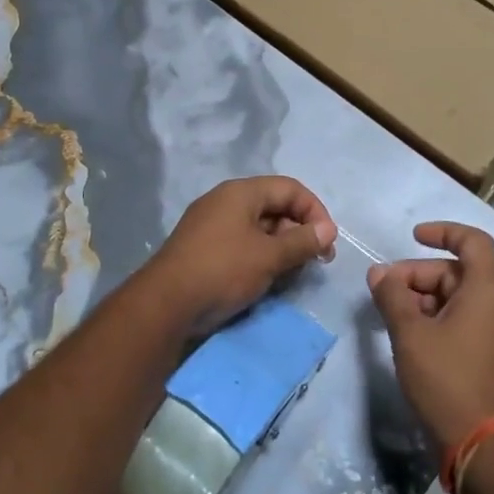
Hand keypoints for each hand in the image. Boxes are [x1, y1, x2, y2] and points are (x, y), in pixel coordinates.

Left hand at [143, 176, 337, 335]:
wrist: (165, 304)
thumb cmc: (223, 270)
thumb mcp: (269, 256)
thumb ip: (302, 241)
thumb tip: (328, 230)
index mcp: (241, 192)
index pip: (290, 188)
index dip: (315, 211)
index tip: (328, 242)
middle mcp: (225, 201)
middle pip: (274, 205)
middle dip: (299, 230)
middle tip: (316, 260)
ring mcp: (211, 224)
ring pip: (258, 226)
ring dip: (281, 245)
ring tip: (294, 271)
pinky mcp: (203, 247)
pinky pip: (241, 242)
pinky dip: (261, 255)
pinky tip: (268, 278)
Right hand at [369, 223, 493, 449]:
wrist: (482, 446)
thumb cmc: (446, 379)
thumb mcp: (410, 334)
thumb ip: (392, 296)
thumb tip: (379, 274)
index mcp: (488, 292)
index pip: (473, 242)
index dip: (443, 232)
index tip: (413, 237)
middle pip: (459, 273)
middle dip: (419, 275)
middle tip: (384, 291)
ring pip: (460, 299)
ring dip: (425, 299)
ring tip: (393, 316)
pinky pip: (466, 322)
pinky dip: (439, 319)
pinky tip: (412, 338)